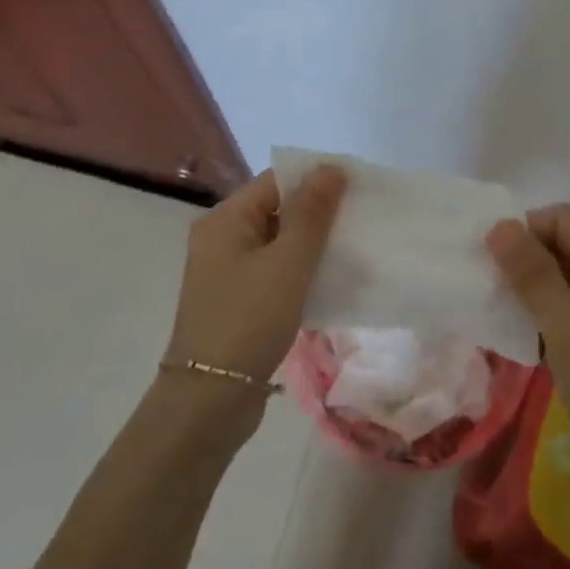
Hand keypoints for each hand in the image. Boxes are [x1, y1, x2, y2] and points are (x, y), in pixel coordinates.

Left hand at [165, 165, 347, 387]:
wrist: (209, 401)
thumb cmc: (248, 320)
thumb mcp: (288, 263)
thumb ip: (312, 214)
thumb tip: (331, 167)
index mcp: (224, 219)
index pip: (275, 181)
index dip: (315, 180)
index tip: (357, 188)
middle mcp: (220, 238)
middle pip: (275, 210)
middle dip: (317, 213)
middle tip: (360, 219)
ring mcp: (226, 272)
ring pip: (276, 243)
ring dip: (310, 245)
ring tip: (352, 248)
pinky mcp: (235, 301)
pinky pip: (272, 272)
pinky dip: (299, 271)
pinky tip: (329, 281)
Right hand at [486, 204, 569, 563]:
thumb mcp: (566, 328)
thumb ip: (532, 274)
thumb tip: (499, 224)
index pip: (563, 218)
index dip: (525, 230)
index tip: (492, 262)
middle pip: (564, 242)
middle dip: (525, 257)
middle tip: (489, 286)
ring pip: (564, 274)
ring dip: (531, 284)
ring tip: (499, 307)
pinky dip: (544, 308)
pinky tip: (523, 330)